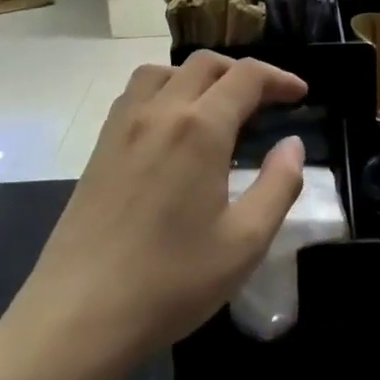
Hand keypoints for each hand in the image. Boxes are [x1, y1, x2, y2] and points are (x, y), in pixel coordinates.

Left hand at [19, 54, 308, 361]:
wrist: (79, 315)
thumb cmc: (171, 281)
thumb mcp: (245, 242)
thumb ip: (278, 185)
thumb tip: (292, 145)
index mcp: (199, 128)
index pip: (246, 77)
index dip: (279, 78)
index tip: (300, 94)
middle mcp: (159, 112)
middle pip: (204, 64)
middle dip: (242, 72)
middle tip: (267, 102)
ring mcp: (122, 127)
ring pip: (162, 71)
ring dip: (197, 76)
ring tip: (216, 108)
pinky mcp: (99, 148)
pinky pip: (134, 95)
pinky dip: (163, 91)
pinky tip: (171, 130)